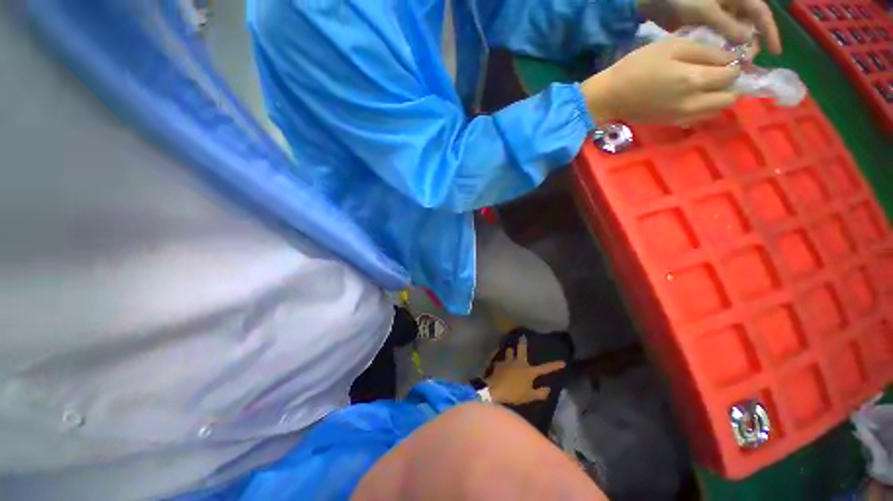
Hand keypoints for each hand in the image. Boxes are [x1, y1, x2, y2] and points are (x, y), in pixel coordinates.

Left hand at [484, 337, 565, 404]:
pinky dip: (501, 361)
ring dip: (510, 351)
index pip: (544, 368)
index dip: (554, 366)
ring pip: (509, 351)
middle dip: (523, 342)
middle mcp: (518, 362)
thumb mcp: (529, 397)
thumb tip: (548, 389)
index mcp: (528, 371)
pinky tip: (499, 364)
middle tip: (523, 336)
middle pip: (521, 349)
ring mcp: (507, 361)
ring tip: (510, 350)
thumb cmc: (513, 394)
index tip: (563, 362)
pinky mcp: (498, 363)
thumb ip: (540, 393)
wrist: (494, 389)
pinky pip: (501, 360)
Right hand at [581, 38, 740, 125]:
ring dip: (717, 99)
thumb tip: (728, 60)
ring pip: (715, 111)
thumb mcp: (672, 47)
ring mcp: (681, 117)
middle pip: (729, 99)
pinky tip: (692, 99)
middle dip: (729, 85)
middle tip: (717, 75)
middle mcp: (692, 103)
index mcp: (693, 80)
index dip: (733, 65)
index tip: (724, 59)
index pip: (731, 75)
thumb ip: (704, 52)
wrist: (610, 97)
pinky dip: (703, 109)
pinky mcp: (671, 123)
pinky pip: (699, 119)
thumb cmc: (638, 67)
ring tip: (706, 87)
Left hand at [638, 0, 781, 53]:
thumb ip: (727, 25)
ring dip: (735, 49)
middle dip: (750, 45)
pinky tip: (719, 61)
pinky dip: (721, 48)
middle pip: (749, 26)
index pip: (761, 13)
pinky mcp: (706, 24)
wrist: (660, 2)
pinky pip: (719, 37)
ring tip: (733, 66)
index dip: (770, 32)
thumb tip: (748, 41)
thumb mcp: (708, 11)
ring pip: (734, 33)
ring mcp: (720, 14)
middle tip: (744, 63)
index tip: (775, 52)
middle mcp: (733, 4)